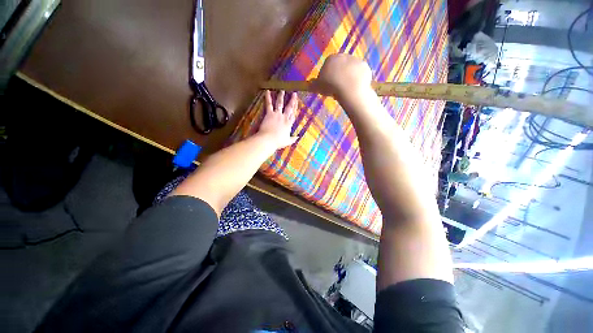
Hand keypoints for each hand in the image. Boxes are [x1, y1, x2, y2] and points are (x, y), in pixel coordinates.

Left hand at [257, 90, 298, 149]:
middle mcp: (284, 118)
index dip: (295, 108)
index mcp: (289, 124)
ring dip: (281, 97)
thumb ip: (293, 139)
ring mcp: (277, 115)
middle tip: (294, 93)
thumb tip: (298, 137)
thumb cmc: (278, 142)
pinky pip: (269, 104)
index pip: (293, 115)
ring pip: (280, 104)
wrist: (269, 139)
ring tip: (282, 90)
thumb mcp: (287, 141)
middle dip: (292, 100)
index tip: (297, 103)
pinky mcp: (269, 114)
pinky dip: (268, 98)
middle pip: (289, 108)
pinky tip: (267, 91)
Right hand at [310, 54, 372, 99]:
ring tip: (346, 89)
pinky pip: (360, 74)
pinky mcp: (365, 67)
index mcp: (331, 59)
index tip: (327, 86)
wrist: (350, 88)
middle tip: (337, 88)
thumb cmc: (331, 86)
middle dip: (338, 75)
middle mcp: (343, 56)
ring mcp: (356, 60)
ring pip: (350, 69)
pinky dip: (357, 80)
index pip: (327, 66)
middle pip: (340, 66)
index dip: (327, 76)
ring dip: (348, 77)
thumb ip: (313, 85)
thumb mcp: (317, 87)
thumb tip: (309, 84)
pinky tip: (355, 88)